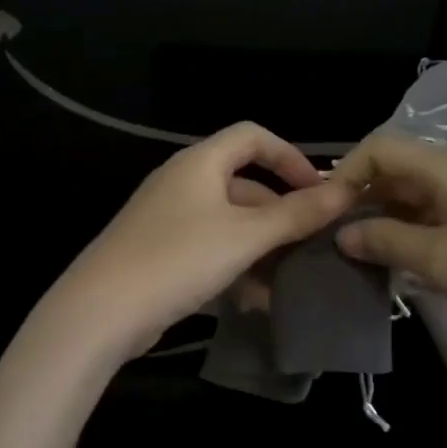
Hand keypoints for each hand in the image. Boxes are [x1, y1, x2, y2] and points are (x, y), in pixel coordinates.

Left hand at [44, 122, 355, 363]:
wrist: (101, 311)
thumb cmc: (178, 258)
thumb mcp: (245, 236)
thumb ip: (295, 214)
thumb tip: (344, 191)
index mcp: (199, 163)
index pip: (252, 136)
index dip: (290, 156)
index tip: (319, 190)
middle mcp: (183, 183)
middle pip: (244, 186)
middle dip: (280, 215)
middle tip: (313, 245)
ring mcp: (168, 220)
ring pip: (229, 225)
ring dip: (261, 250)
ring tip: (290, 282)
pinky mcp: (161, 255)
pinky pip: (209, 252)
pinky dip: (235, 269)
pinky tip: (256, 302)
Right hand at [331, 133, 446, 371]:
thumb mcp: (438, 258)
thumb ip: (384, 240)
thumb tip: (342, 233)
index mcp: (446, 167)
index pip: (379, 148)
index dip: (345, 173)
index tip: (323, 213)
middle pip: (396, 171)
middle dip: (360, 198)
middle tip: (334, 237)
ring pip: (414, 198)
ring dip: (383, 220)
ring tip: (358, 254)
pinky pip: (436, 220)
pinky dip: (410, 235)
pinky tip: (398, 264)